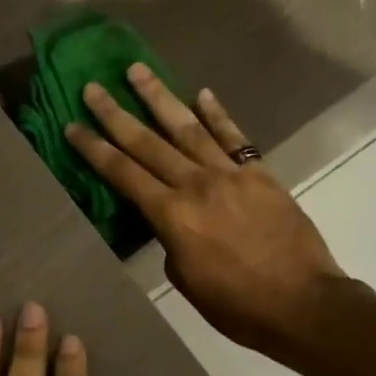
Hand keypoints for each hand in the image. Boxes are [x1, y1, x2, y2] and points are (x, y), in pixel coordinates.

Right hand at [65, 65, 344, 362]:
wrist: (304, 305)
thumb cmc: (237, 305)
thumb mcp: (185, 279)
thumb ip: (169, 239)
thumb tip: (169, 218)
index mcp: (171, 216)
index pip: (123, 174)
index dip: (94, 149)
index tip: (72, 125)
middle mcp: (195, 185)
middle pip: (147, 143)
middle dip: (115, 114)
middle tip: (93, 87)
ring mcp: (230, 175)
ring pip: (187, 128)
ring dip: (159, 97)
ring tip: (137, 70)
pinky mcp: (260, 174)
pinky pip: (235, 137)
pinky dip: (217, 114)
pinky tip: (201, 93)